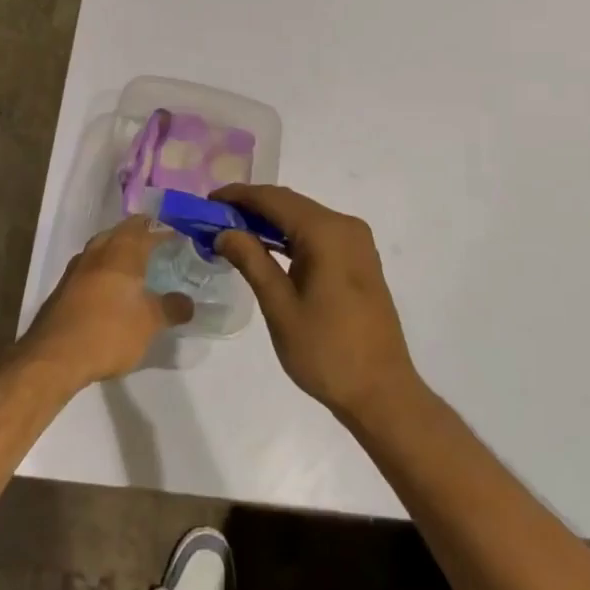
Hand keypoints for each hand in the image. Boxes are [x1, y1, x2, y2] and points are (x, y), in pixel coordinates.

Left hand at [21, 216, 193, 388]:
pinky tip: (111, 286)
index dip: (164, 230)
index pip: (147, 227)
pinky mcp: (64, 286)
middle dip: (141, 234)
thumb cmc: (109, 332)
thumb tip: (188, 302)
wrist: (54, 356)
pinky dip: (105, 267)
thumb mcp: (149, 323)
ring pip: (103, 246)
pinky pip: (91, 265)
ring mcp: (77, 267)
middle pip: (122, 231)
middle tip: (159, 247)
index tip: (180, 237)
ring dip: (120, 249)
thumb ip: (171, 309)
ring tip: (137, 264)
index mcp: (123, 251)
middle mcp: (99, 250)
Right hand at [213, 185, 421, 424]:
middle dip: (252, 207)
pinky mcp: (359, 259)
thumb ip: (251, 261)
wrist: (382, 392)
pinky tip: (266, 248)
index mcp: (326, 232)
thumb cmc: (326, 352)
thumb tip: (224, 231)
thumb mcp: (280, 307)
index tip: (207, 201)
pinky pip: (318, 234)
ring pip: (304, 217)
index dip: (239, 196)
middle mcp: (345, 226)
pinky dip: (290, 235)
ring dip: (270, 221)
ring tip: (232, 233)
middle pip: (290, 204)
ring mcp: (356, 242)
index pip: (274, 199)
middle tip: (214, 219)